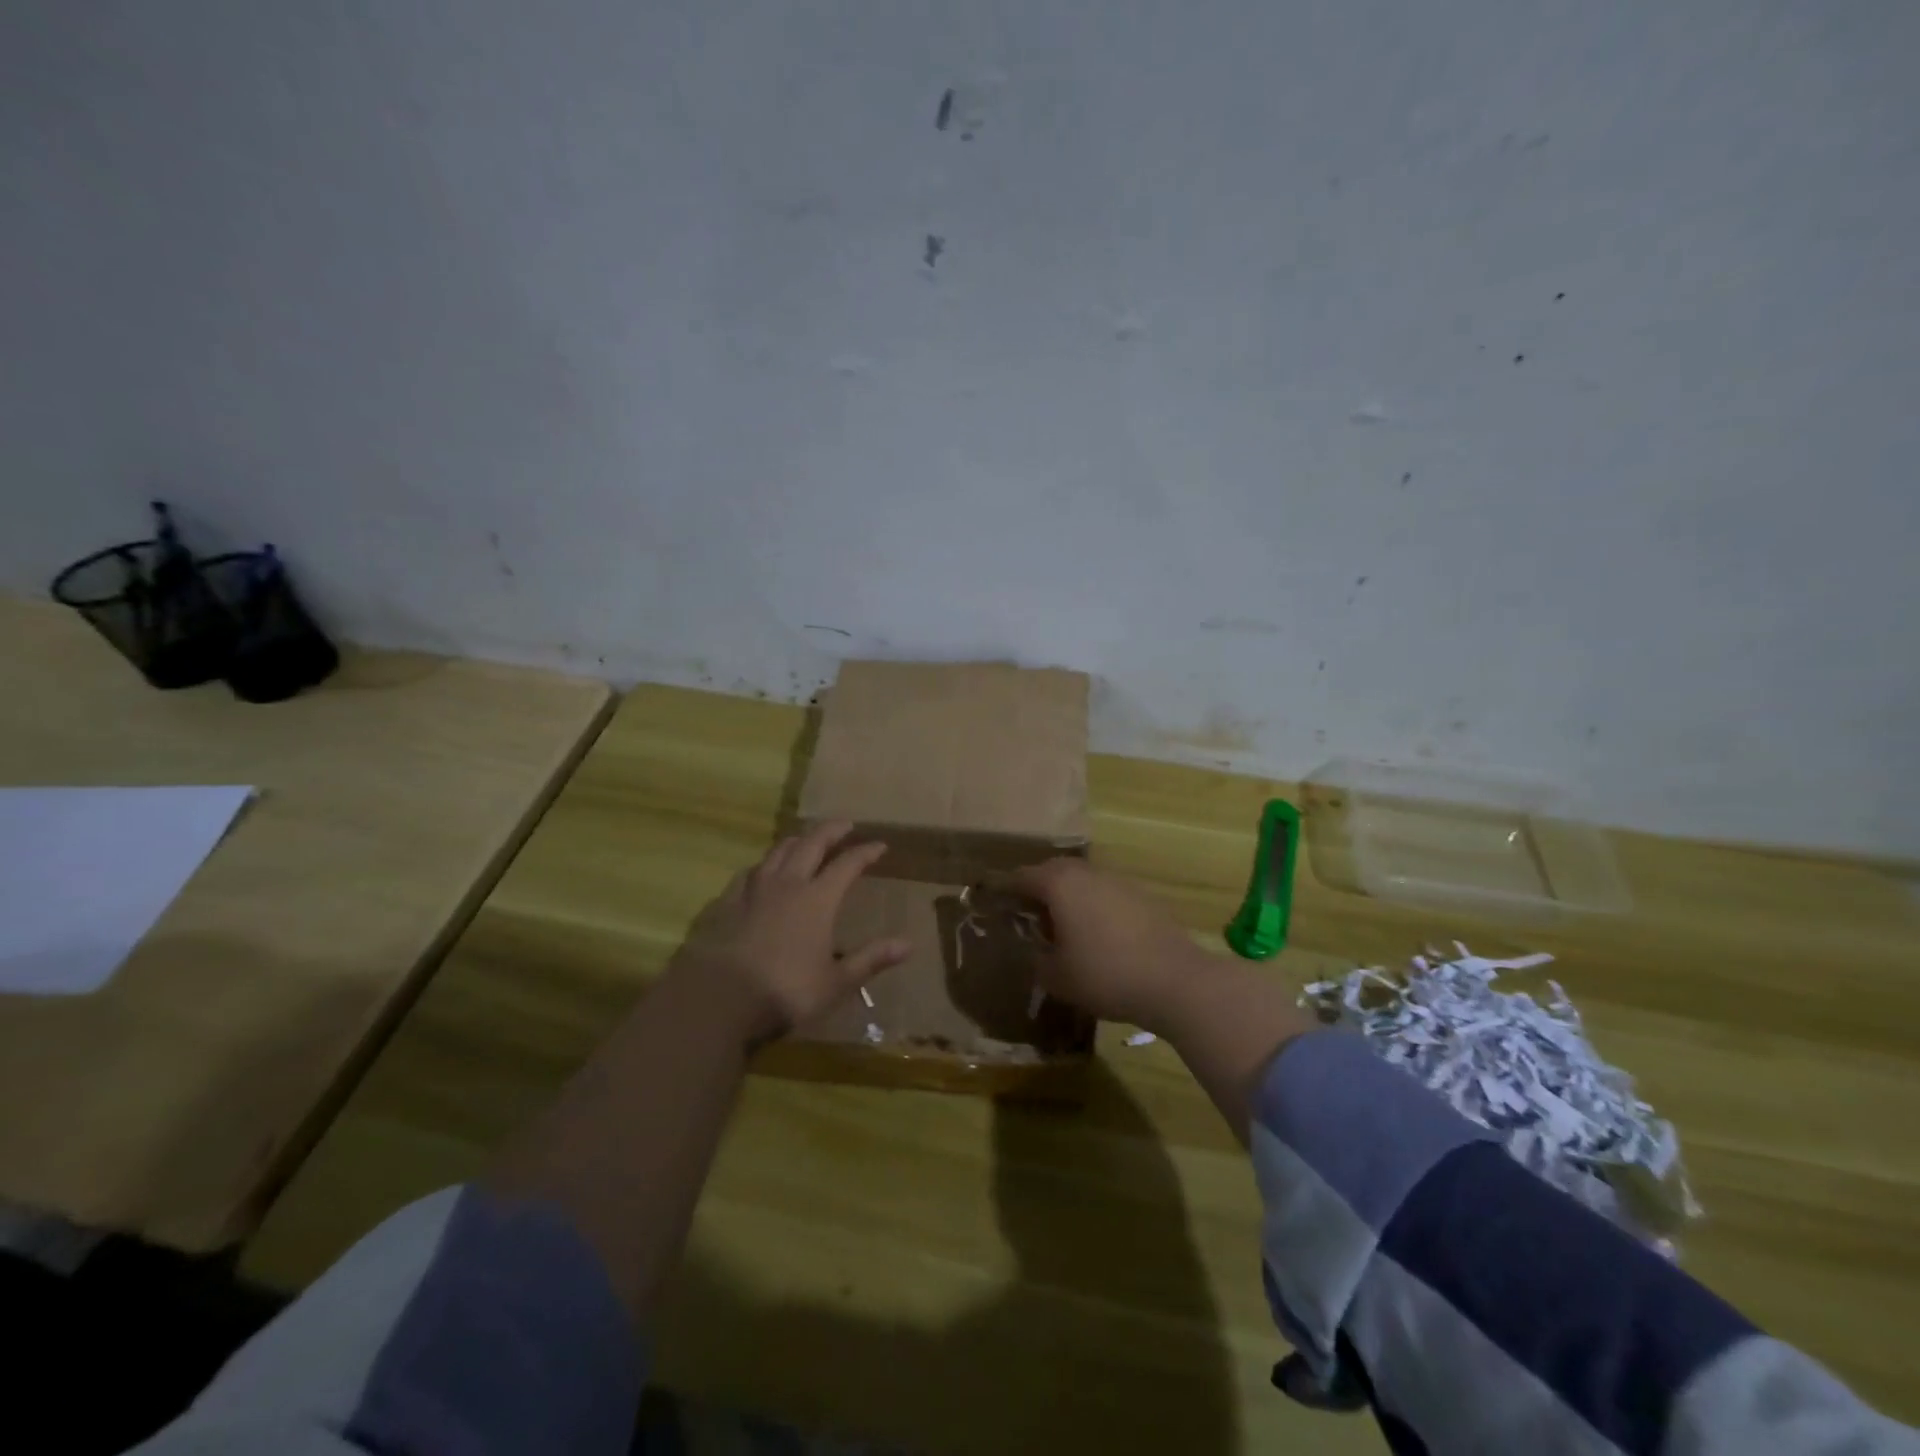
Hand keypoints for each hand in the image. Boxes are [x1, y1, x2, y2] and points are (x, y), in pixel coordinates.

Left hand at [668, 821, 908, 1045]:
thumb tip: (909, 944)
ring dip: (797, 841)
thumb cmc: (785, 991)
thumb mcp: (836, 982)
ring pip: (778, 852)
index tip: (880, 845)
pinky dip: (764, 865)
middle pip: (811, 844)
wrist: (718, 998)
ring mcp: (753, 890)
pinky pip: (749, 872)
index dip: (865, 852)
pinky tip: (762, 871)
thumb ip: (871, 959)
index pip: (847, 865)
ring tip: (805, 840)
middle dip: (830, 831)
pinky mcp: (726, 902)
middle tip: (844, 824)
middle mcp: (787, 884)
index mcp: (818, 899)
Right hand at [1008, 858, 1219, 1029]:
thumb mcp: (1057, 977)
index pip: (1022, 877)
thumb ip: (1037, 960)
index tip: (995, 901)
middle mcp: (1087, 873)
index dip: (1005, 889)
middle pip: (1054, 871)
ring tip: (1063, 927)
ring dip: (1069, 896)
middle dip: (1038, 888)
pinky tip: (1098, 935)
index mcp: (1060, 884)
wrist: (1174, 980)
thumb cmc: (1105, 974)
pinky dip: (1094, 906)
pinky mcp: (1142, 897)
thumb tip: (1035, 951)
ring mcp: (1118, 882)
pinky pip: (1106, 894)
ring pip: (1083, 881)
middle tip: (1028, 914)